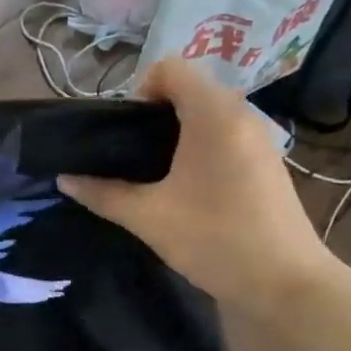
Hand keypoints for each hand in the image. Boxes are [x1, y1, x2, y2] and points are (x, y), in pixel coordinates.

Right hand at [58, 59, 337, 315]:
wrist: (285, 282)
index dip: (139, 90)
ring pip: (208, 114)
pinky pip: (226, 135)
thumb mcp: (148, 218)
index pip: (170, 68)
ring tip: (156, 176)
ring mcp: (259, 138)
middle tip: (132, 158)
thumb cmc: (214, 239)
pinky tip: (189, 190)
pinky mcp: (267, 162)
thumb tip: (65, 180)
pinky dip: (201, 148)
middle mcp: (240, 114)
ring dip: (178, 133)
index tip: (125, 133)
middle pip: (189, 89)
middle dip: (155, 114)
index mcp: (213, 114)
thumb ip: (103, 194)